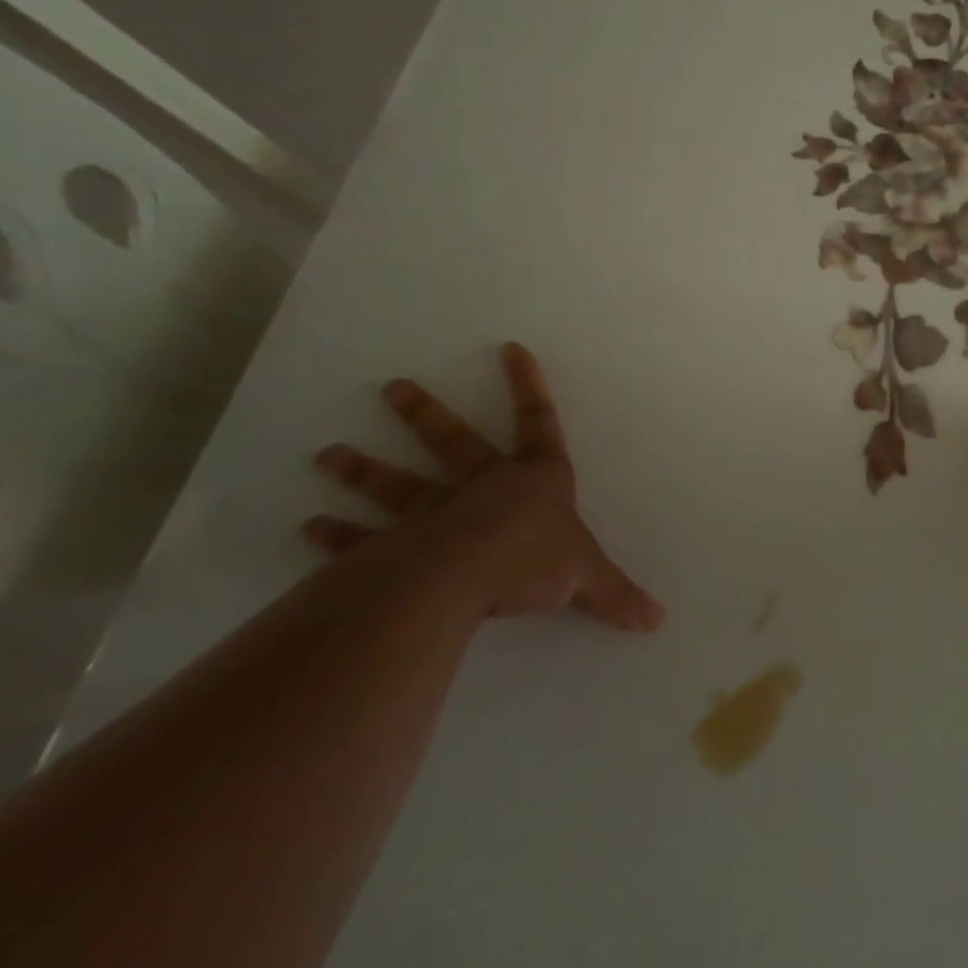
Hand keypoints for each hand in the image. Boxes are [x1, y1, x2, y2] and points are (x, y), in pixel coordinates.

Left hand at [305, 342, 664, 629]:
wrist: (468, 576)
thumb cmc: (533, 557)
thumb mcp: (587, 576)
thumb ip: (616, 595)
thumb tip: (658, 620)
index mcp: (535, 480)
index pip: (539, 422)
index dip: (528, 386)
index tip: (510, 348)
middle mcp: (483, 486)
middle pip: (453, 443)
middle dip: (425, 415)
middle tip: (392, 387)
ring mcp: (435, 514)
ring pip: (398, 485)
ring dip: (363, 470)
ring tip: (326, 454)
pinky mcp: (396, 548)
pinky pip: (365, 538)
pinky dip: (339, 534)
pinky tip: (310, 526)